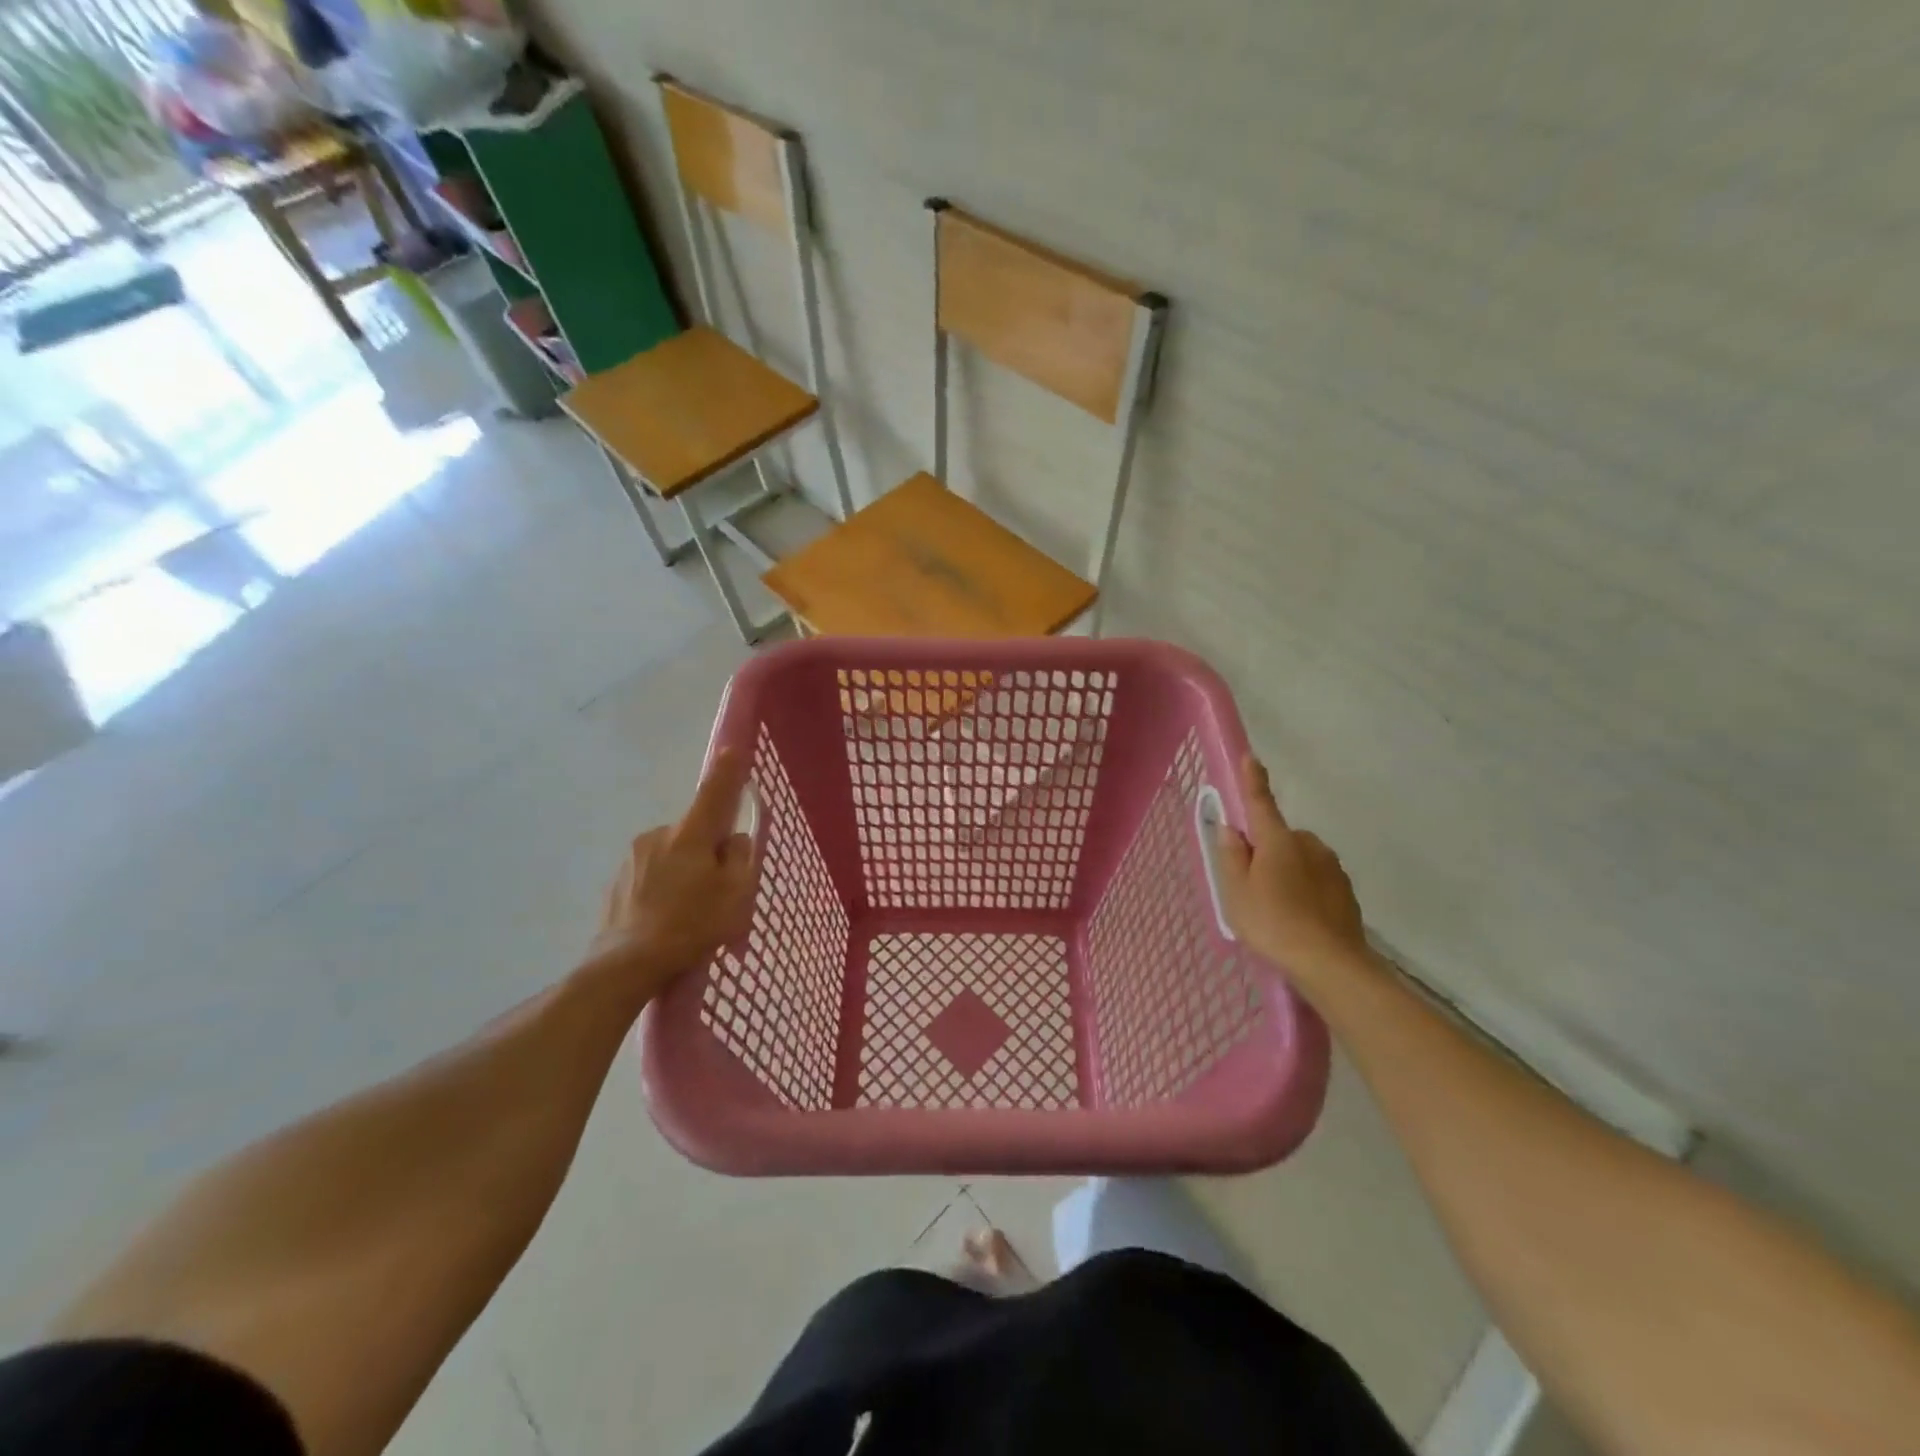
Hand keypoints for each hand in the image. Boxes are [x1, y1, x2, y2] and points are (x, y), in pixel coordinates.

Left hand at [583, 749, 758, 1003]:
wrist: (625, 966)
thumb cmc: (690, 926)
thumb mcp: (736, 894)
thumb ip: (740, 857)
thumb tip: (732, 839)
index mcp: (690, 834)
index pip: (714, 792)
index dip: (728, 771)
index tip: (735, 750)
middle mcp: (658, 835)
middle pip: (696, 830)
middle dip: (709, 849)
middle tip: (718, 889)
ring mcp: (633, 857)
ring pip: (673, 853)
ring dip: (685, 869)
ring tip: (690, 911)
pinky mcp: (618, 880)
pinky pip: (653, 873)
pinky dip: (665, 886)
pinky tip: (667, 917)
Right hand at [1214, 755, 1368, 990]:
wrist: (1331, 964)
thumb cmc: (1273, 922)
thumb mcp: (1236, 891)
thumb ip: (1231, 856)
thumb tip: (1231, 829)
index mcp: (1277, 840)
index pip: (1260, 802)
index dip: (1253, 780)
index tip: (1250, 757)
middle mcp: (1308, 844)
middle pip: (1279, 838)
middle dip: (1266, 852)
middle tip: (1251, 887)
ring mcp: (1331, 867)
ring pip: (1299, 860)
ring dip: (1287, 874)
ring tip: (1276, 911)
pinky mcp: (1346, 891)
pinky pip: (1316, 881)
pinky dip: (1304, 892)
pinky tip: (1298, 920)